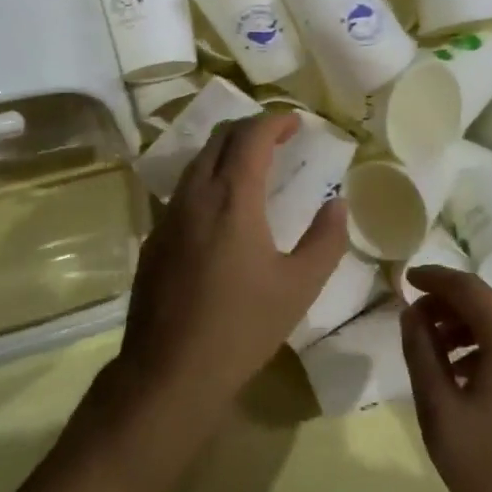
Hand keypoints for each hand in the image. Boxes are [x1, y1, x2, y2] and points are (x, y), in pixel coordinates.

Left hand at [117, 112, 347, 417]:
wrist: (169, 371)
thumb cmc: (242, 327)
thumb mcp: (299, 286)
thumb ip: (325, 239)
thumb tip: (337, 203)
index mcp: (232, 199)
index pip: (250, 136)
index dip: (275, 120)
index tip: (296, 121)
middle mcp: (194, 196)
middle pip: (219, 139)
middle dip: (250, 128)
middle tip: (278, 136)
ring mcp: (168, 217)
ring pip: (196, 163)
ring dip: (226, 152)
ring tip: (253, 165)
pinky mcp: (153, 239)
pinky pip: (183, 191)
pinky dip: (208, 179)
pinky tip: (222, 209)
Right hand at [400, 266, 491, 491]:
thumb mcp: (440, 410)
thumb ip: (422, 353)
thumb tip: (412, 314)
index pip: (468, 288)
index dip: (434, 278)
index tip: (404, 279)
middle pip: (487, 302)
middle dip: (447, 304)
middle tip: (412, 321)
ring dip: (464, 327)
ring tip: (431, 350)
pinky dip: (484, 346)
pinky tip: (461, 376)